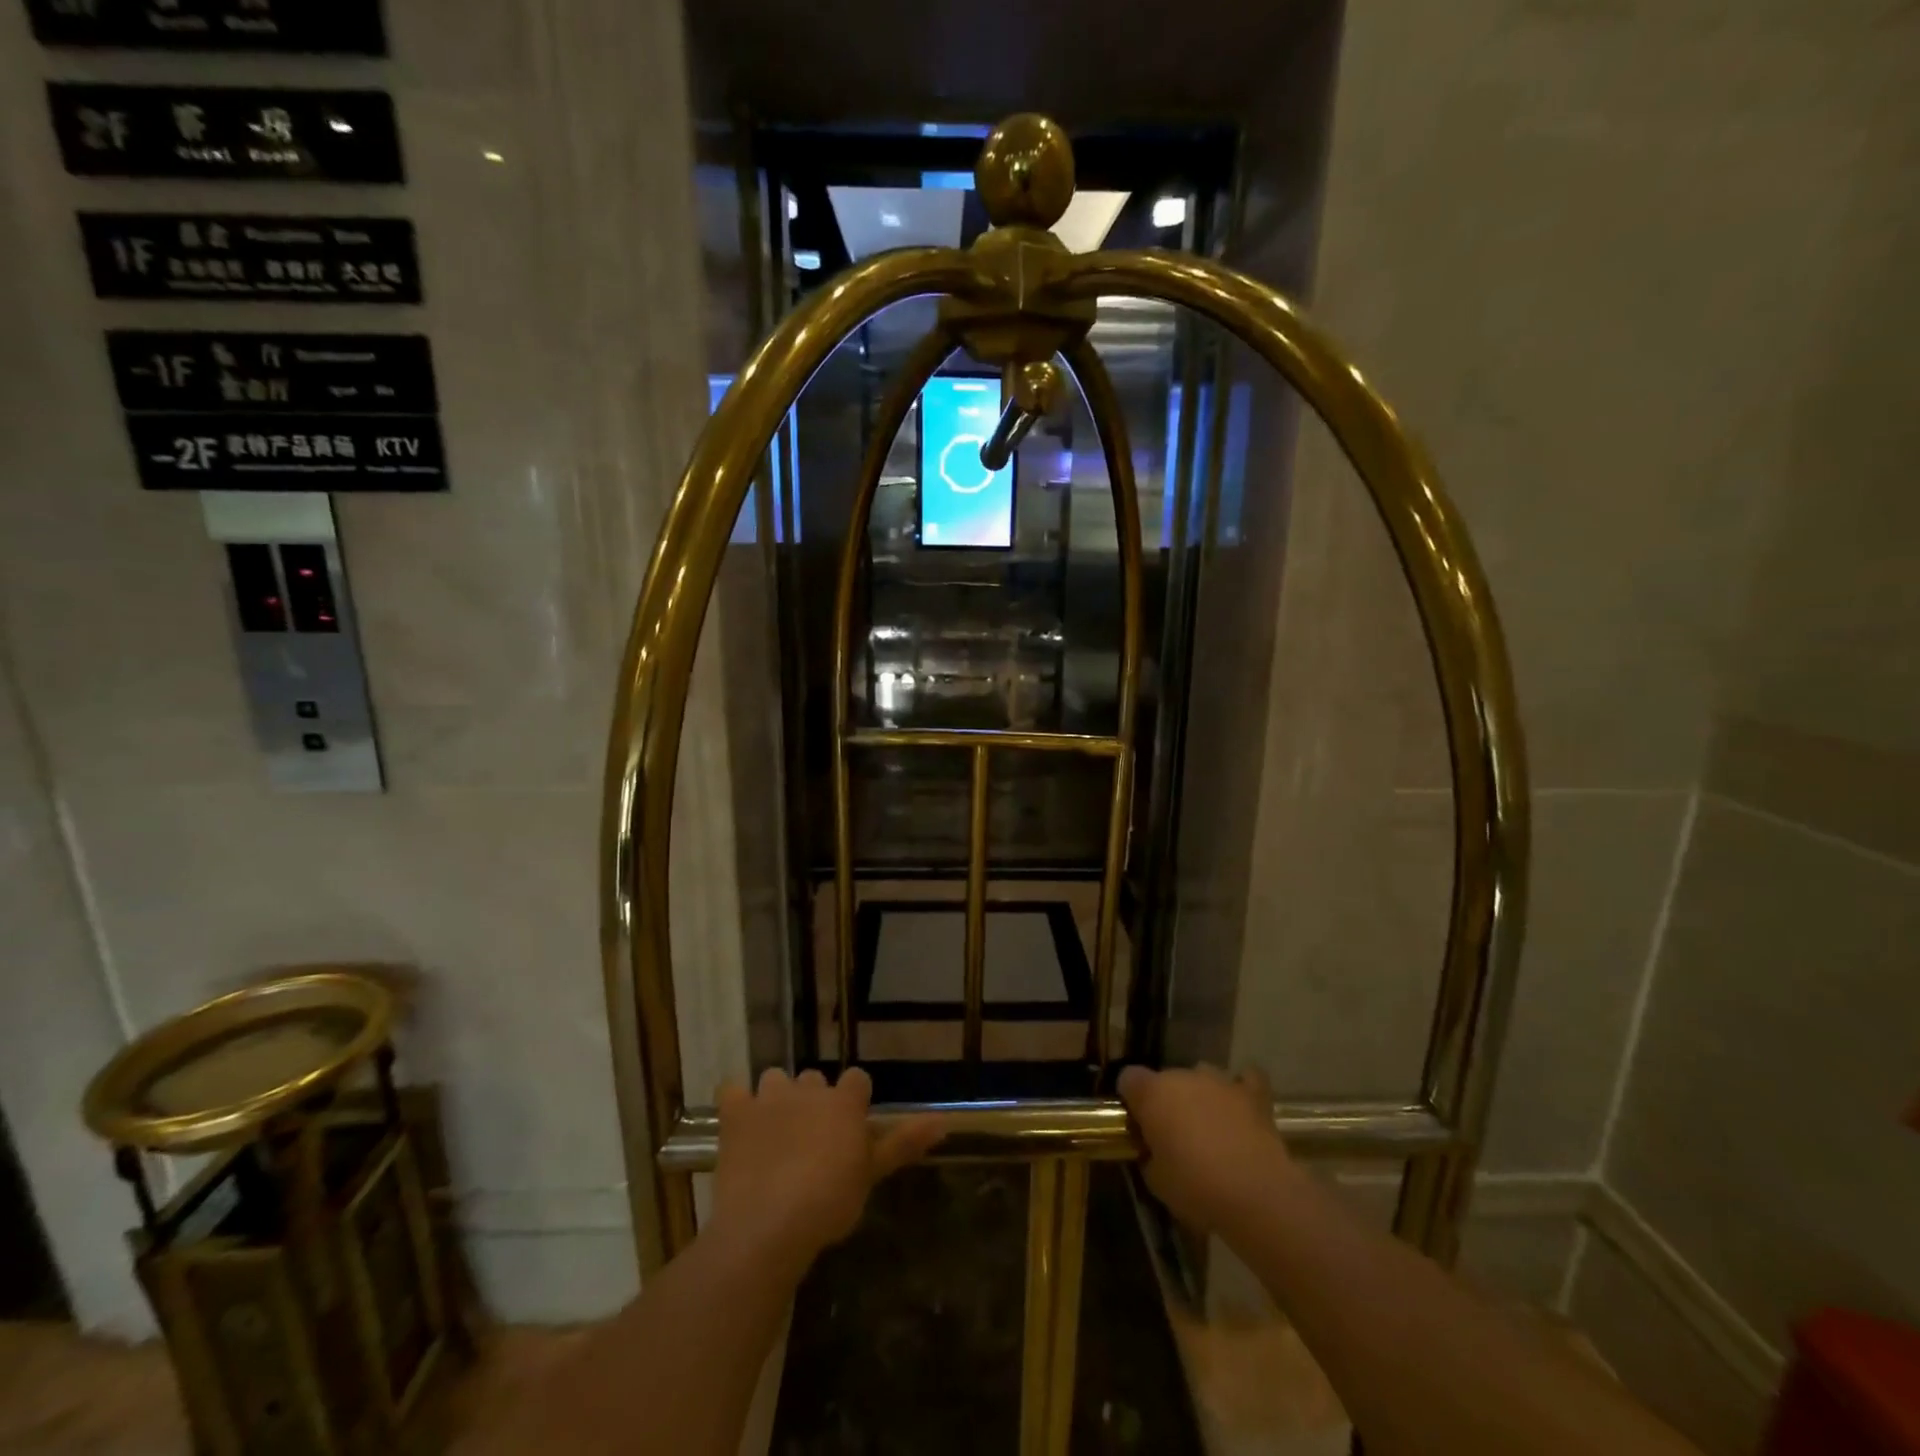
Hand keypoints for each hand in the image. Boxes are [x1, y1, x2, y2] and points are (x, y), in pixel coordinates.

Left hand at [709, 1068, 943, 1277]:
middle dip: (814, 1102)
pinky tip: (739, 1124)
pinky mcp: (735, 1113)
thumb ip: (904, 1143)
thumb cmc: (829, 1203)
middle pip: (814, 1080)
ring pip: (775, 1079)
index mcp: (843, 1101)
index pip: (857, 1080)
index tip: (849, 1130)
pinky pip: (732, 1089)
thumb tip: (945, 1121)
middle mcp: (808, 1088)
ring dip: (776, 1098)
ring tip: (776, 1133)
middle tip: (812, 1141)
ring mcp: (768, 1097)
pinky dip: (736, 1102)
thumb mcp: (871, 1175)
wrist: (768, 1226)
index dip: (854, 1102)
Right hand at [1118, 1064, 1293, 1234]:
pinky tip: (1241, 1107)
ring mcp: (1220, 1080)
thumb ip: (1148, 1154)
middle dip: (1167, 1101)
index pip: (1128, 1078)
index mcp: (1152, 1093)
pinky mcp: (1252, 1093)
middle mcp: (1182, 1076)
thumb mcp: (1156, 1180)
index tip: (1137, 1124)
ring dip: (1200, 1097)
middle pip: (1166, 1079)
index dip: (1130, 1099)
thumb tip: (1151, 1147)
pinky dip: (1241, 1090)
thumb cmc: (1196, 1188)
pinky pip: (1245, 1079)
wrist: (1257, 1195)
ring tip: (1209, 1128)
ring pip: (1201, 1077)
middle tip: (1174, 1135)